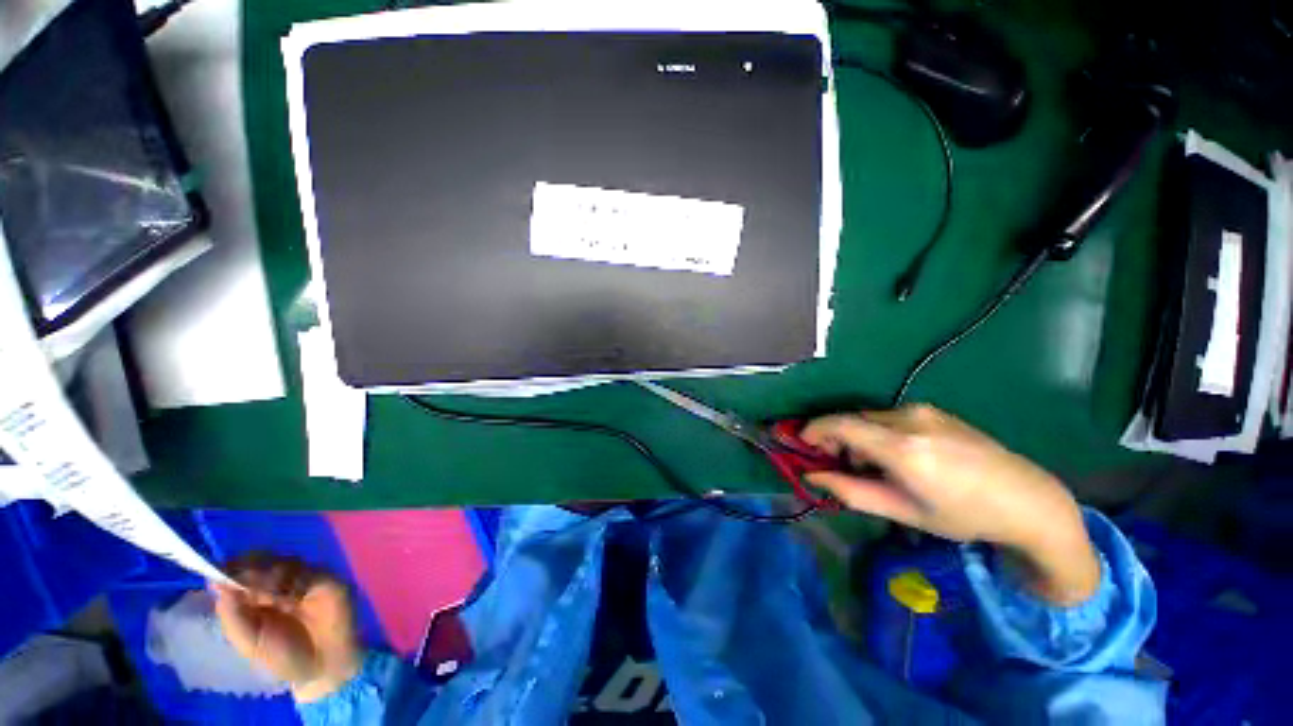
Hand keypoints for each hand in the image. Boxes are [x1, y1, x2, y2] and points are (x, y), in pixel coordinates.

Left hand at [212, 553, 362, 701]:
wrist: (322, 667)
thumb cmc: (281, 658)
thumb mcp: (248, 642)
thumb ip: (232, 614)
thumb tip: (214, 582)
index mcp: (254, 595)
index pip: (240, 569)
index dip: (232, 568)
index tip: (221, 576)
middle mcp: (278, 581)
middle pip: (263, 559)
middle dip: (253, 570)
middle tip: (250, 589)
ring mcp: (305, 578)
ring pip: (287, 562)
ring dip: (274, 576)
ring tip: (273, 599)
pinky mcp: (328, 581)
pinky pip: (312, 572)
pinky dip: (299, 581)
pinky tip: (294, 598)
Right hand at [801, 405, 1100, 604]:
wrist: (1028, 500)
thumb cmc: (964, 516)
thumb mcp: (904, 511)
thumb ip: (851, 491)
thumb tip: (813, 475)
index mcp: (902, 448)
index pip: (840, 424)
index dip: (813, 430)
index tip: (802, 444)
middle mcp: (909, 419)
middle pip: (851, 418)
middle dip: (835, 437)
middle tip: (838, 464)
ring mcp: (924, 411)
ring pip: (869, 416)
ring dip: (857, 435)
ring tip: (871, 464)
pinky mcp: (934, 410)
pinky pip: (889, 416)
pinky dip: (877, 431)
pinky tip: (896, 454)